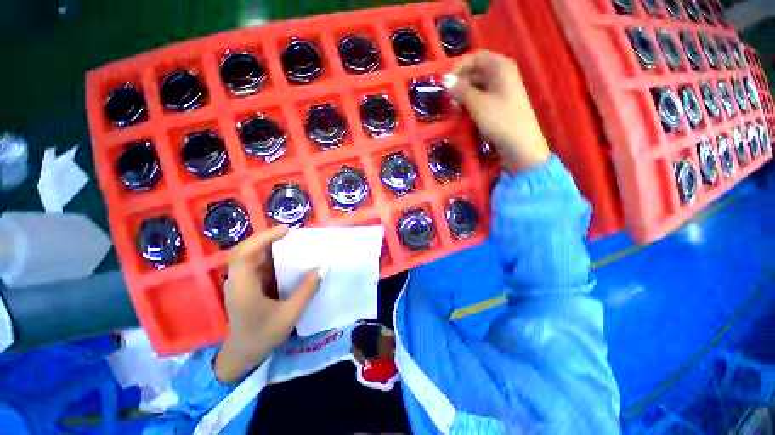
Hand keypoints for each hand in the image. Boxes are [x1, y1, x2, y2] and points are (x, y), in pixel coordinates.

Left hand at [214, 226, 321, 382]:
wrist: (243, 354)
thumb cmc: (262, 336)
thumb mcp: (289, 315)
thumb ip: (306, 290)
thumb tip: (323, 267)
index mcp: (243, 285)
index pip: (245, 253)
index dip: (264, 237)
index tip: (287, 231)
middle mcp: (238, 279)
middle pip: (247, 249)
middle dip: (268, 238)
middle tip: (293, 234)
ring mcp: (242, 281)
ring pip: (252, 255)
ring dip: (271, 245)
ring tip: (293, 241)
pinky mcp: (248, 284)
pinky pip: (258, 264)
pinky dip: (272, 256)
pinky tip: (287, 257)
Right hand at [445, 50, 550, 173]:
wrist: (519, 144)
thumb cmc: (499, 119)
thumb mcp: (477, 103)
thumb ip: (460, 90)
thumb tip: (444, 79)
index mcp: (500, 66)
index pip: (476, 57)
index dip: (460, 68)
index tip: (447, 84)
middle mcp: (502, 74)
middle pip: (476, 71)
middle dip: (461, 83)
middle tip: (450, 100)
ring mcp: (502, 90)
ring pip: (478, 86)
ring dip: (465, 95)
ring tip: (456, 109)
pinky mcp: (500, 105)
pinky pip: (482, 98)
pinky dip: (472, 103)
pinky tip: (465, 114)